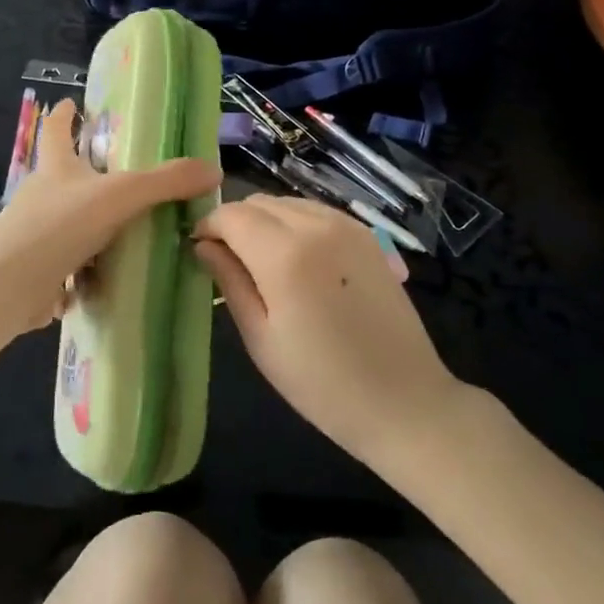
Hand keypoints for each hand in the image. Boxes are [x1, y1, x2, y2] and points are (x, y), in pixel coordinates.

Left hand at [0, 99, 219, 342]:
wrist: (7, 287)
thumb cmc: (59, 225)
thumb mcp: (121, 196)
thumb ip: (166, 182)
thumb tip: (213, 169)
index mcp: (56, 167)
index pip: (56, 129)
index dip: (65, 115)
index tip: (71, 102)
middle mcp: (41, 195)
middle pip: (64, 176)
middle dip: (88, 175)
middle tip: (126, 177)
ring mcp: (34, 235)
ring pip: (69, 223)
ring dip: (93, 227)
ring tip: (131, 232)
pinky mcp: (35, 271)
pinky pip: (66, 265)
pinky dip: (85, 270)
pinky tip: (112, 279)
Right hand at [194, 195, 465, 470]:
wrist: (405, 401)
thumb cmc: (322, 383)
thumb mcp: (261, 338)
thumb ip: (229, 281)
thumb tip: (203, 245)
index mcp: (285, 253)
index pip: (230, 214)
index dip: (208, 227)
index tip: (199, 251)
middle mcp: (316, 225)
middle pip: (258, 202)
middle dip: (234, 223)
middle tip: (227, 260)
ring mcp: (346, 225)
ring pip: (286, 203)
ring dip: (264, 221)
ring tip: (261, 262)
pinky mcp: (367, 234)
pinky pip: (315, 212)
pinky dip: (294, 223)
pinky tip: (297, 260)